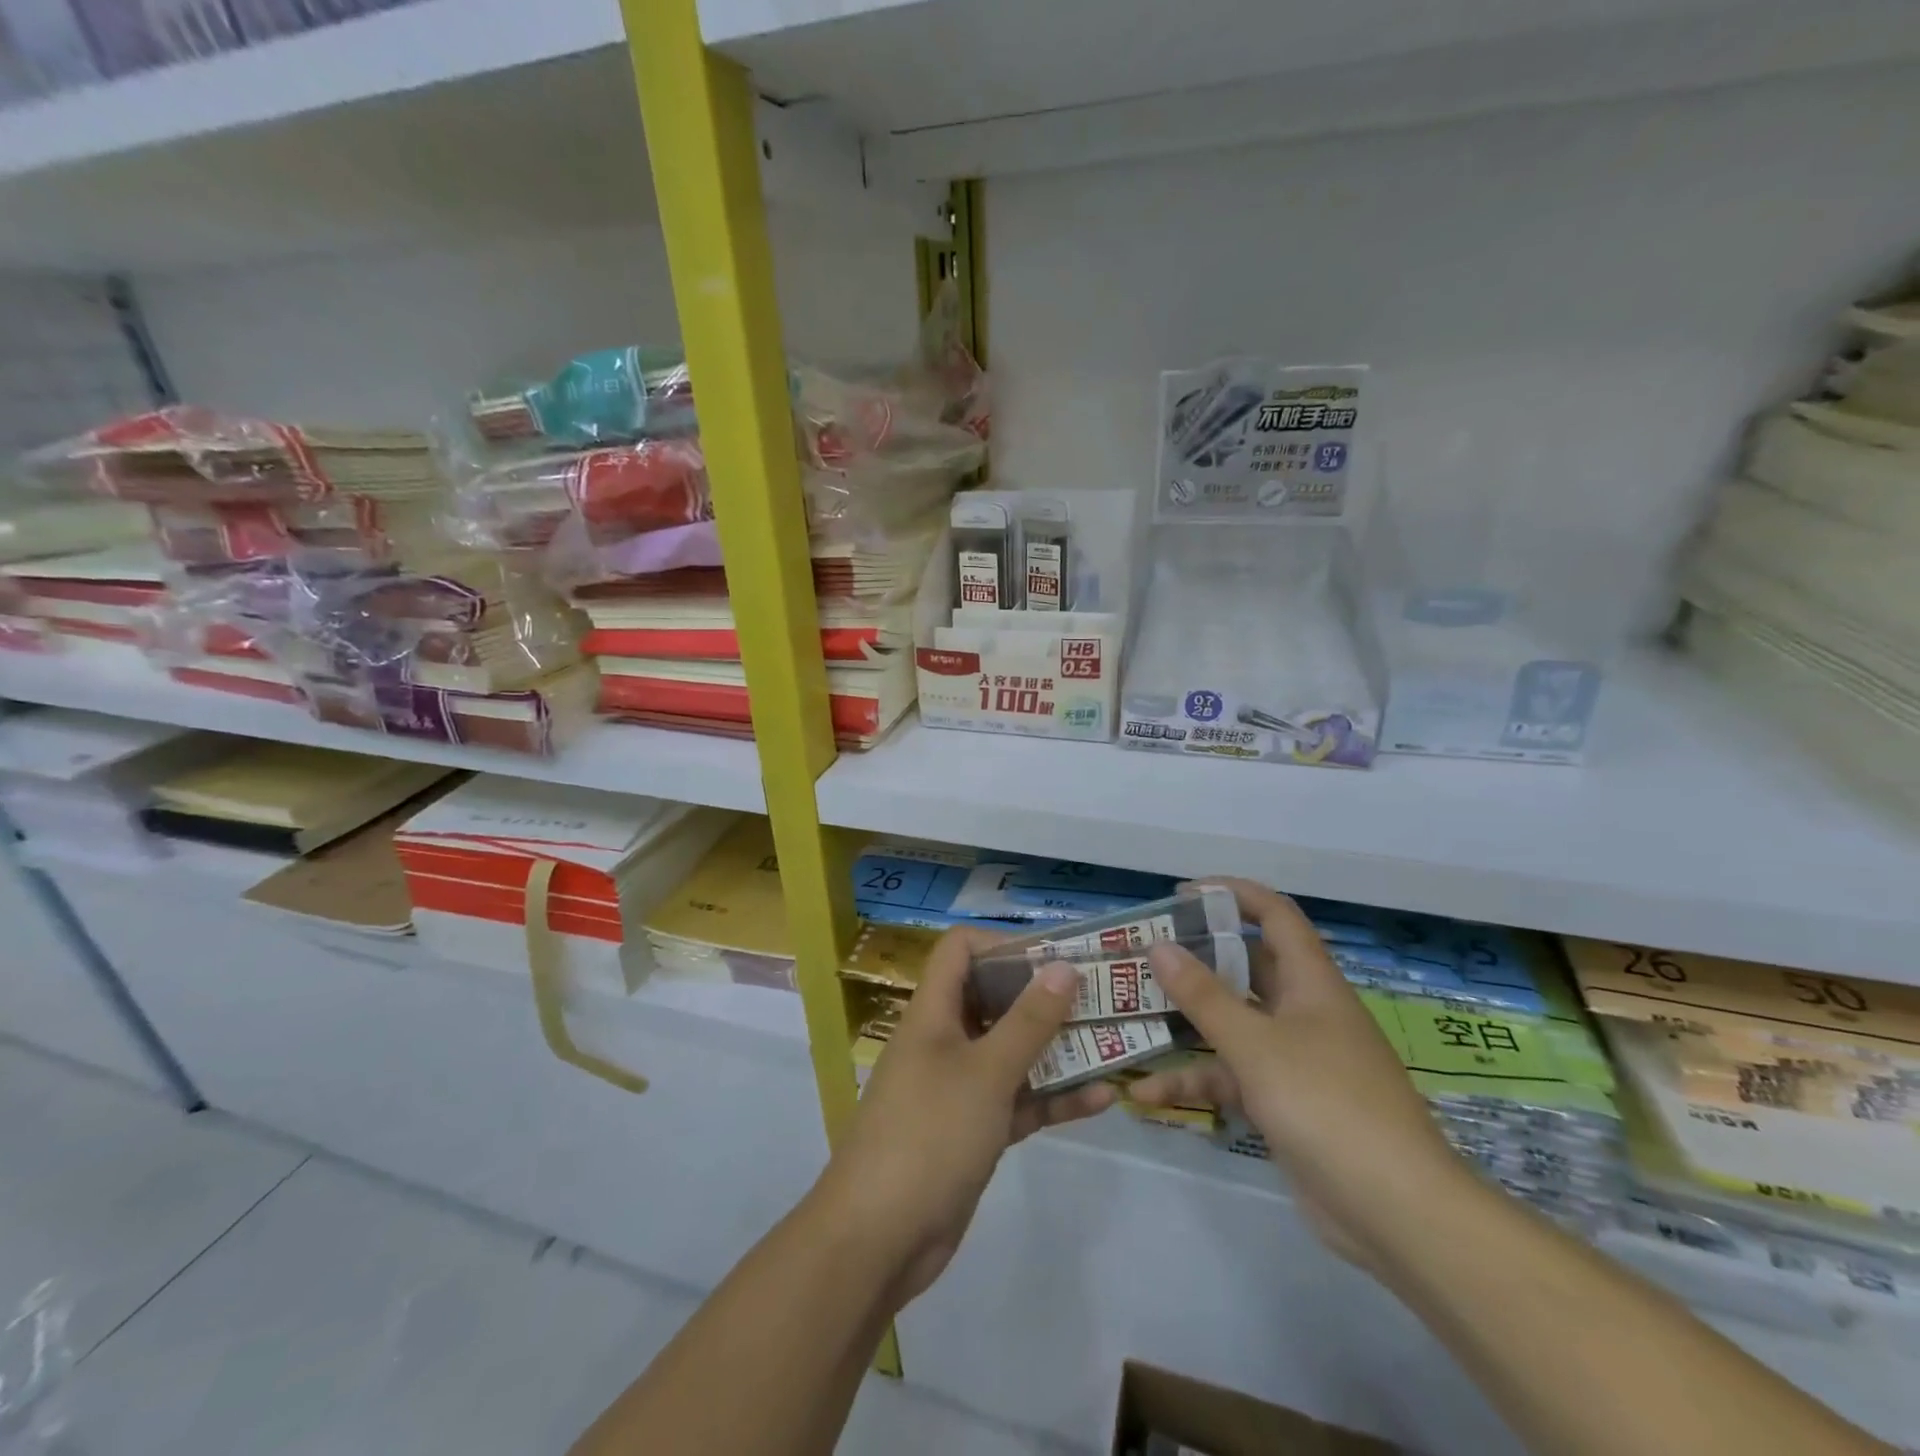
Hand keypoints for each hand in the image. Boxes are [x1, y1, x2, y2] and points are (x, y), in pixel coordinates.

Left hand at [813, 927, 1117, 1303]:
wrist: (879, 1239)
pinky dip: (1052, 1098)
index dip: (1004, 945)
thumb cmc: (930, 1134)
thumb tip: (1063, 966)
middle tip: (1099, 996)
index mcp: (934, 1012)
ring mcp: (959, 1087)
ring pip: (1012, 1052)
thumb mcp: (986, 1072)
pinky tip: (1101, 1098)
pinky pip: (1017, 1100)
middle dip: (1044, 996)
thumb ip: (1028, 1021)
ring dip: (1057, 1048)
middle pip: (994, 999)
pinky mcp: (974, 1130)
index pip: (961, 950)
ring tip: (1112, 1041)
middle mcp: (945, 1040)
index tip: (1055, 958)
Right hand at [1128, 878, 1466, 1266]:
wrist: (1396, 1213)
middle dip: (1198, 959)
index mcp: (1311, 983)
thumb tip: (1160, 946)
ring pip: (1233, 1025)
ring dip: (1187, 1025)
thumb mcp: (1255, 1045)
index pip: (1275, 916)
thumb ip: (1203, 996)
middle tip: (1146, 954)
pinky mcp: (1284, 1102)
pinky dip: (1196, 1082)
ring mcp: (1295, 1059)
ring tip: (1133, 1016)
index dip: (1232, 894)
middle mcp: (1304, 1012)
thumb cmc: (1326, 1104)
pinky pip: (1233, 1076)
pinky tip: (1149, 1094)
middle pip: (1246, 968)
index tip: (1182, 894)